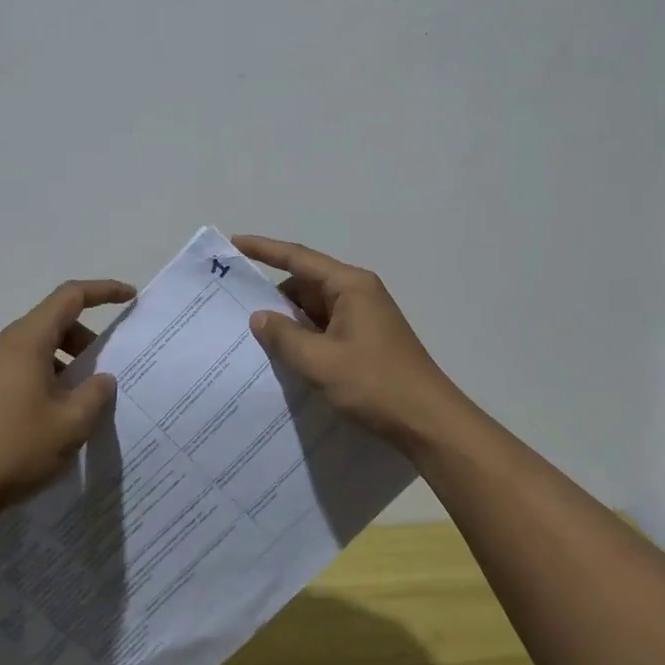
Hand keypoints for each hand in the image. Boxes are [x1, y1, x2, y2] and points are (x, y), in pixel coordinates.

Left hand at [0, 278, 134, 524]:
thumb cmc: (11, 448)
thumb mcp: (69, 424)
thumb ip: (94, 395)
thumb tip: (102, 379)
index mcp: (27, 340)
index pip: (70, 296)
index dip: (103, 291)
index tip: (130, 296)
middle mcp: (5, 346)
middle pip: (53, 322)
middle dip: (86, 339)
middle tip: (106, 371)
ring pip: (37, 350)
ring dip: (66, 365)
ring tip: (83, 403)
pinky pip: (22, 372)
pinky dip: (46, 381)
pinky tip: (54, 420)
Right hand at [234, 235, 463, 452]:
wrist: (429, 422)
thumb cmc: (375, 384)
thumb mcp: (320, 362)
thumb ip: (285, 336)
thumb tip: (259, 316)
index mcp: (350, 286)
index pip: (298, 257)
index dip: (264, 249)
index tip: (235, 242)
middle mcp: (358, 293)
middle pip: (305, 284)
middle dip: (274, 297)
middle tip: (236, 309)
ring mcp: (364, 317)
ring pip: (314, 310)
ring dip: (289, 322)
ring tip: (253, 338)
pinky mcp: (366, 340)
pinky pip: (326, 329)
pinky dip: (305, 338)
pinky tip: (285, 357)